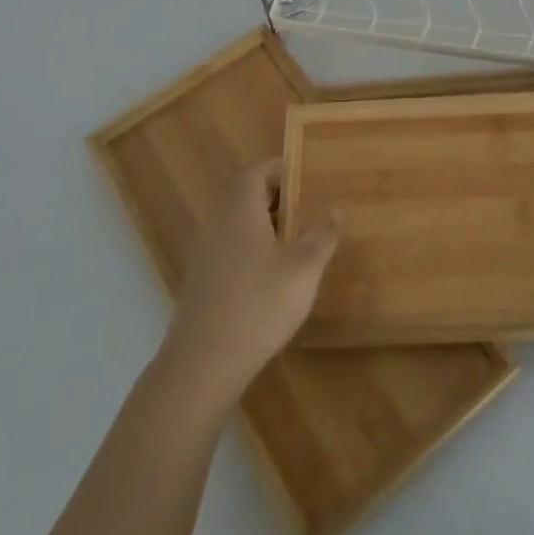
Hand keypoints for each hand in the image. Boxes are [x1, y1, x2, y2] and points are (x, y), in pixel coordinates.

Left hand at [161, 160, 338, 404]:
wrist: (202, 365)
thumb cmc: (258, 305)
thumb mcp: (303, 268)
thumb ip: (321, 235)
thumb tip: (331, 210)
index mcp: (240, 209)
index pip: (257, 171)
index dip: (282, 169)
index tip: (308, 177)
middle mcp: (218, 223)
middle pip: (247, 195)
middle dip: (278, 197)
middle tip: (309, 209)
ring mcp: (206, 253)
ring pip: (239, 224)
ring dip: (267, 225)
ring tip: (298, 243)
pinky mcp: (202, 281)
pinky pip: (231, 248)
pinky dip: (254, 249)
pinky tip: (274, 277)